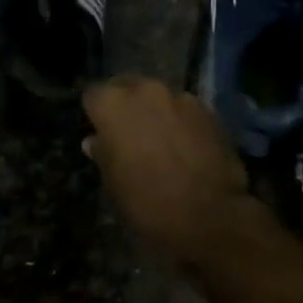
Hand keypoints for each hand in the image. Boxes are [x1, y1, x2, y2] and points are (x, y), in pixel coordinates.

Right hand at [82, 74, 251, 258]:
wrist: (209, 216)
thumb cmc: (147, 201)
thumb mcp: (113, 182)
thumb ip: (102, 153)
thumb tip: (95, 141)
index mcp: (113, 104)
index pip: (93, 95)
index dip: (95, 114)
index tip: (100, 132)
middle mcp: (145, 90)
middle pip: (127, 86)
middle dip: (126, 105)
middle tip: (129, 133)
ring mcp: (180, 97)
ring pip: (159, 97)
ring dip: (156, 112)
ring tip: (162, 140)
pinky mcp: (208, 111)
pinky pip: (185, 110)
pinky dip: (182, 122)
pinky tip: (187, 147)